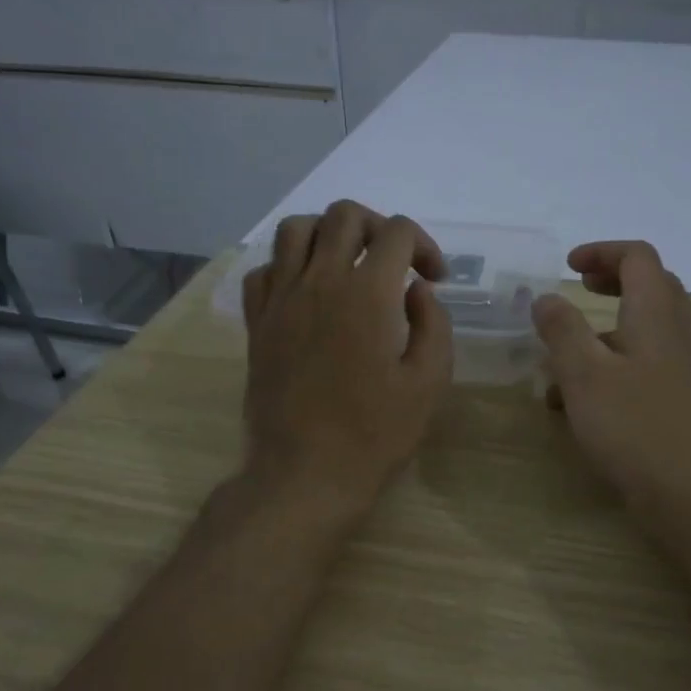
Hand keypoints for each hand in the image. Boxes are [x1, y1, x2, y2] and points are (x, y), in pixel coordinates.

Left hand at [240, 201, 452, 521]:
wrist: (305, 475)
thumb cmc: (374, 434)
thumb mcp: (429, 383)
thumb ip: (433, 324)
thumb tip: (416, 290)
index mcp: (368, 294)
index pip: (398, 232)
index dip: (425, 246)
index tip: (434, 279)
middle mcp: (319, 282)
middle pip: (345, 215)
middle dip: (379, 227)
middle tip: (394, 262)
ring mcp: (281, 300)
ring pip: (296, 229)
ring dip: (329, 233)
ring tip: (348, 263)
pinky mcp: (257, 323)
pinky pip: (264, 269)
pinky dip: (288, 265)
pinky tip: (308, 291)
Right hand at [533, 241, 690, 536]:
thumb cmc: (637, 428)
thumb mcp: (584, 375)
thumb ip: (561, 330)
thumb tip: (546, 297)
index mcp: (658, 313)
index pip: (638, 257)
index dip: (602, 252)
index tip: (568, 268)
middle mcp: (681, 332)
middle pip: (651, 287)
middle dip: (610, 283)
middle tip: (577, 291)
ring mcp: (689, 368)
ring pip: (647, 331)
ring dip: (606, 333)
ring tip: (563, 363)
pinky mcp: (688, 401)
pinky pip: (650, 367)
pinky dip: (617, 368)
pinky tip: (584, 407)